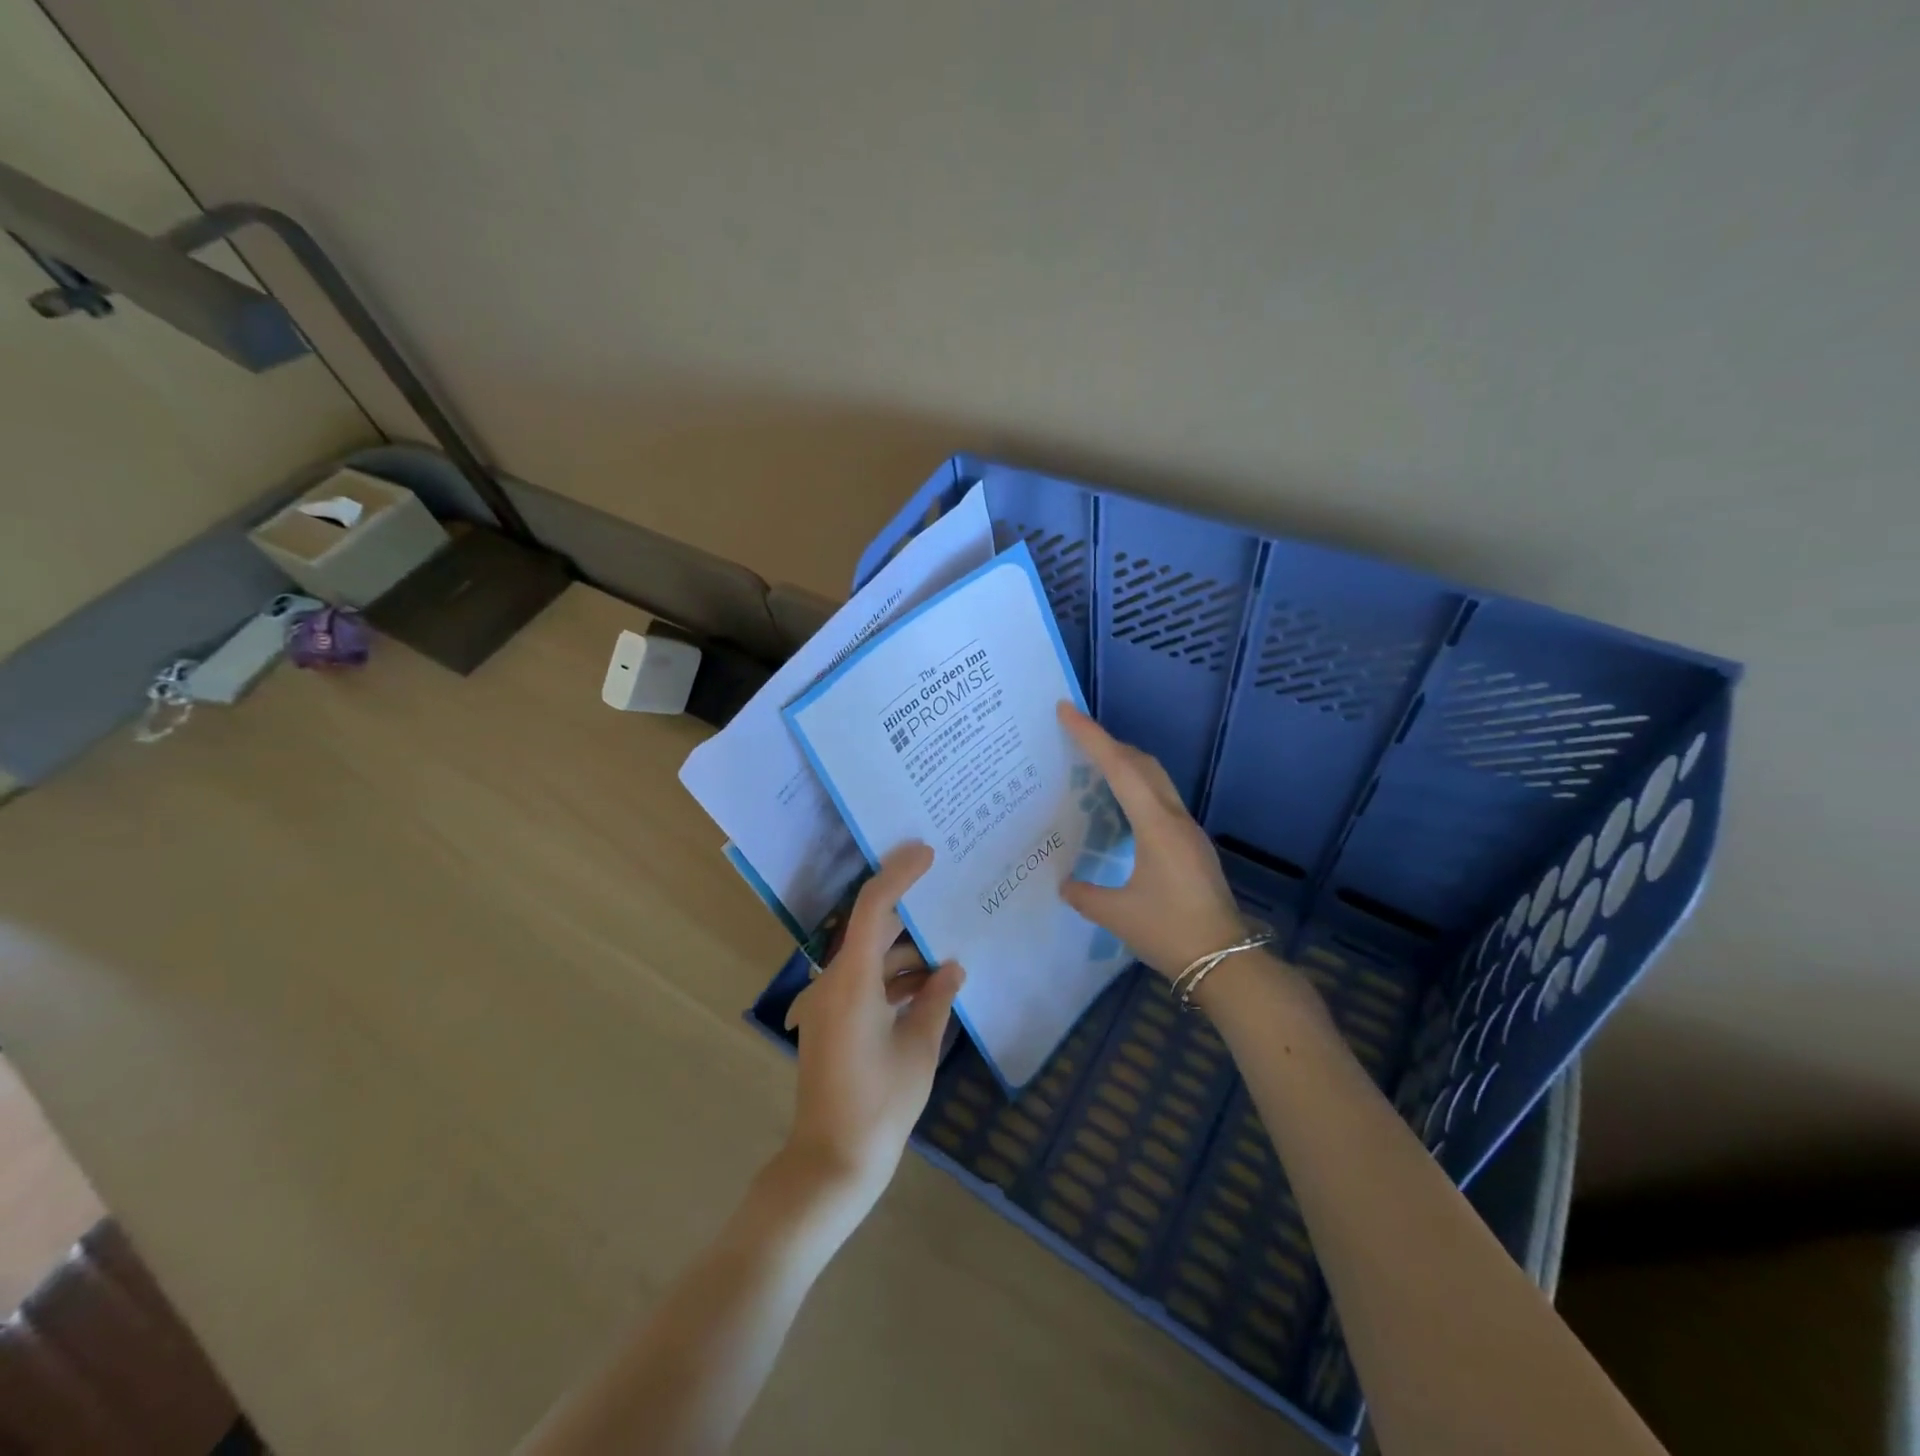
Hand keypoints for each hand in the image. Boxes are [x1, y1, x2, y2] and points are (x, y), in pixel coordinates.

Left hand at [782, 843, 963, 1214]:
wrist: (831, 1162)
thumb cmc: (880, 1106)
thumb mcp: (919, 1050)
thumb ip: (936, 1000)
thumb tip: (952, 968)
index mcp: (853, 981)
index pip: (874, 908)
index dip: (899, 874)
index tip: (927, 853)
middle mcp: (833, 982)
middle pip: (871, 928)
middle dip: (908, 910)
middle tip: (946, 892)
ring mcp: (827, 1002)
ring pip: (869, 957)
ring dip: (905, 952)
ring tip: (948, 946)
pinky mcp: (830, 1021)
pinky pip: (863, 982)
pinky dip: (892, 978)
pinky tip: (927, 985)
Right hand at [1056, 702, 1247, 979]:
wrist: (1227, 962)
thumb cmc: (1170, 932)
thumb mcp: (1117, 915)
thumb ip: (1085, 895)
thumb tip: (1065, 884)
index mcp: (1156, 825)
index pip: (1119, 767)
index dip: (1091, 736)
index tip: (1067, 710)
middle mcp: (1175, 819)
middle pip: (1142, 764)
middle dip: (1109, 743)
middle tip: (1075, 736)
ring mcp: (1188, 831)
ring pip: (1155, 780)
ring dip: (1125, 764)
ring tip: (1092, 766)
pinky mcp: (1191, 846)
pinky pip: (1159, 801)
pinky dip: (1135, 789)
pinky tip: (1119, 809)